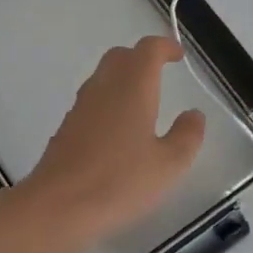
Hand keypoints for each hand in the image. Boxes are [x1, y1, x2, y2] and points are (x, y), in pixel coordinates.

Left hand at [15, 35, 206, 251]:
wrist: (58, 206)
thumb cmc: (120, 182)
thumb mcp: (169, 164)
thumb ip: (187, 135)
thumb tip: (194, 114)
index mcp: (132, 86)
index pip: (148, 49)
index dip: (165, 46)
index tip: (178, 56)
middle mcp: (103, 87)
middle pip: (121, 56)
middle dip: (141, 58)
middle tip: (160, 74)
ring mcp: (80, 106)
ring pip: (103, 77)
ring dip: (123, 79)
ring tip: (142, 103)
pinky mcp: (66, 127)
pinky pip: (92, 101)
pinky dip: (109, 102)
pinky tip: (118, 131)